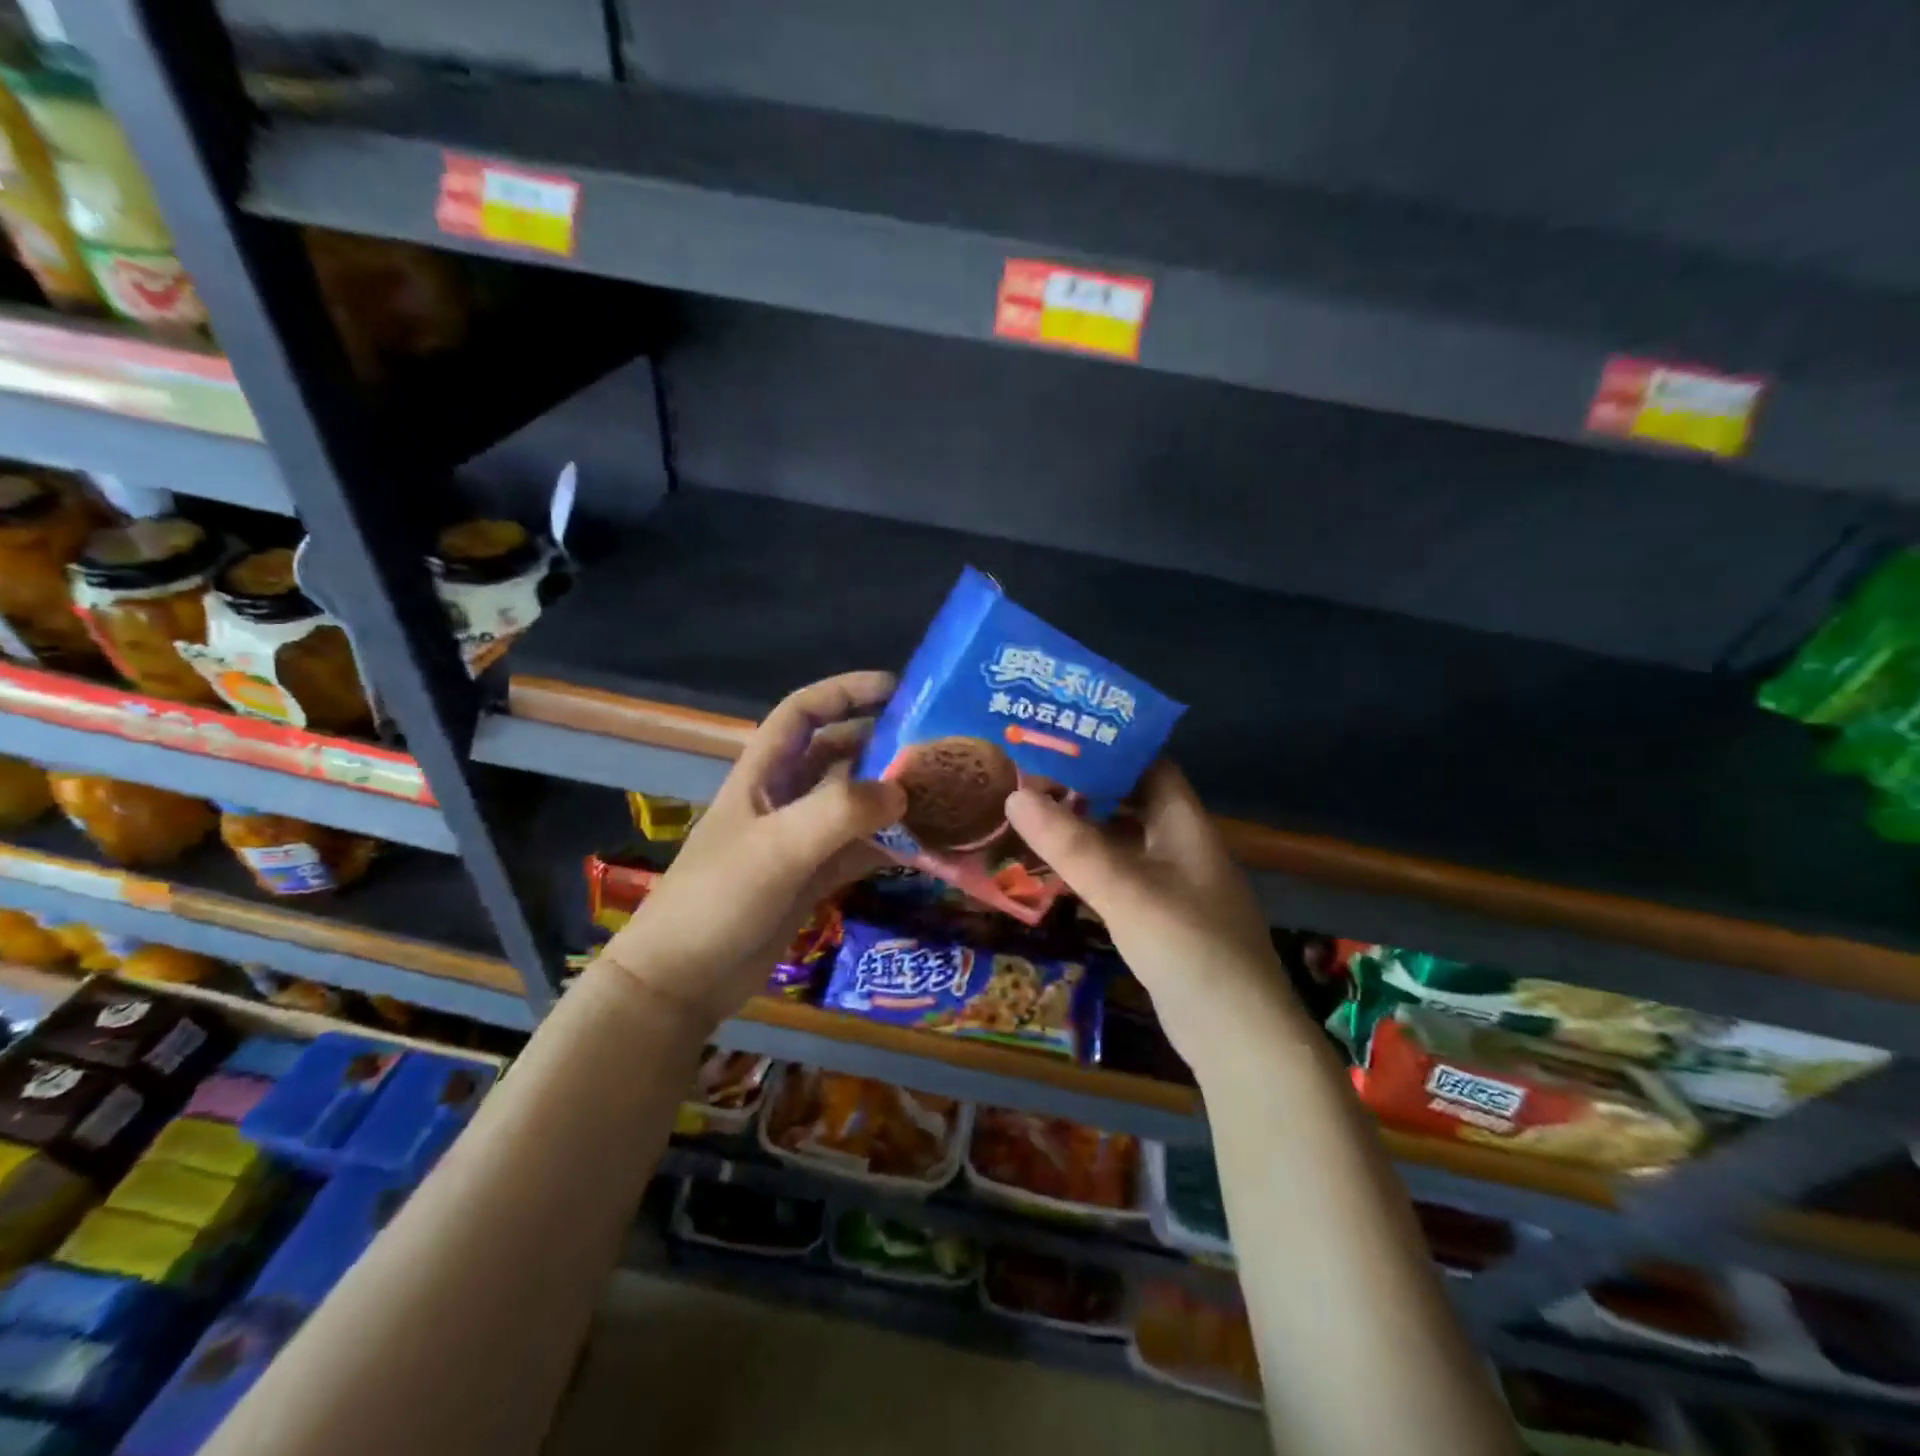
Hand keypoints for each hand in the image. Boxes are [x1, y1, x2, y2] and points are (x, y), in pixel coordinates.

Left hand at [599, 671, 906, 1029]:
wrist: (684, 982)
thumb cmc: (720, 900)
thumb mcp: (778, 848)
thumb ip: (840, 813)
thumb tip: (902, 792)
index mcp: (763, 774)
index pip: (803, 712)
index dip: (845, 691)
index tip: (897, 689)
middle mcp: (783, 798)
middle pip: (838, 755)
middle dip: (882, 745)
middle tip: (936, 748)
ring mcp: (799, 840)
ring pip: (853, 803)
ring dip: (891, 798)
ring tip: (943, 794)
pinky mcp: (812, 877)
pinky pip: (859, 849)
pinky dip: (890, 845)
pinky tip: (927, 848)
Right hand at [1004, 762, 1297, 1062]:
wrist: (1239, 1036)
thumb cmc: (1188, 947)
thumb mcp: (1125, 890)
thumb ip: (1070, 844)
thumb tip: (1014, 794)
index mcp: (1184, 823)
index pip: (1149, 763)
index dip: (1108, 745)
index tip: (1057, 737)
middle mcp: (1181, 845)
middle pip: (1131, 798)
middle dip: (1085, 785)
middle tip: (1029, 776)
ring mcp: (1174, 884)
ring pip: (1123, 839)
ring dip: (1084, 828)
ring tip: (1031, 815)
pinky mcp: (1162, 918)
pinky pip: (1120, 877)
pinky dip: (1090, 867)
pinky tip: (1055, 871)